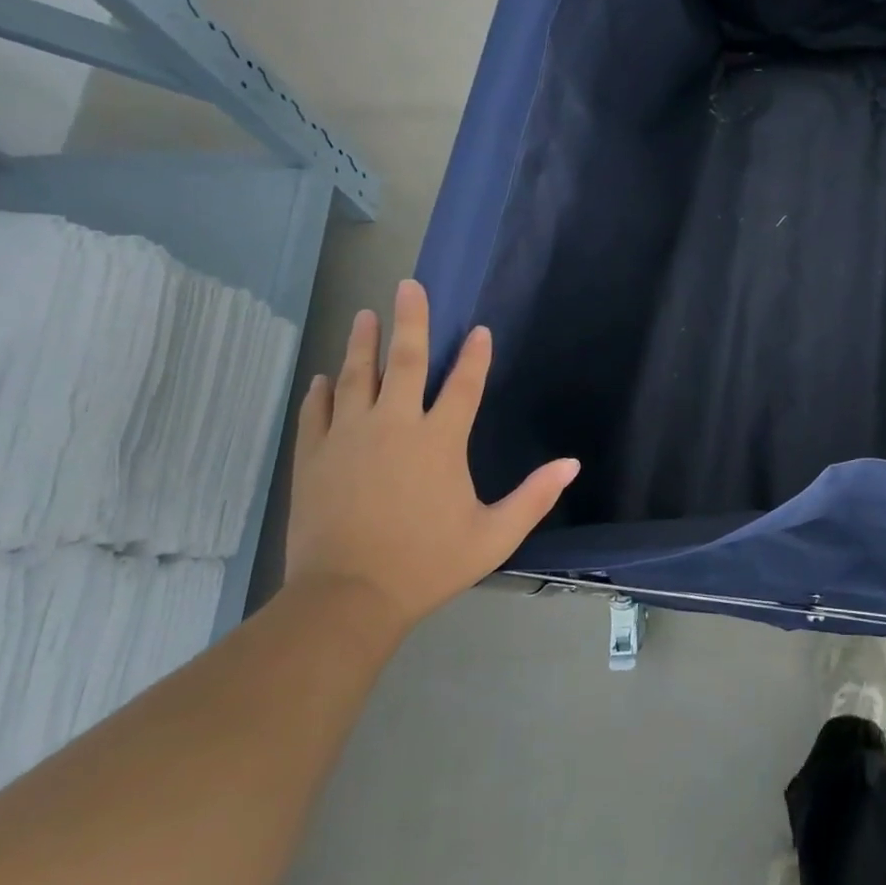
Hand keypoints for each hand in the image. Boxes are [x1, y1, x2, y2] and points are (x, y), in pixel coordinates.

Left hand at [285, 279, 578, 635]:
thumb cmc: (427, 564)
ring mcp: (348, 439)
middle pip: (404, 362)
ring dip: (362, 344)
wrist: (346, 599)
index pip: (463, 385)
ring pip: (355, 378)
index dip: (475, 355)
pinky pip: (317, 413)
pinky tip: (323, 377)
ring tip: (366, 314)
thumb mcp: (494, 535)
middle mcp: (394, 427)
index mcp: (439, 441)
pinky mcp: (313, 458)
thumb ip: (535, 496)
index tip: (479, 330)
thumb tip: (572, 464)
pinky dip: (321, 392)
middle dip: (410, 321)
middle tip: (408, 286)